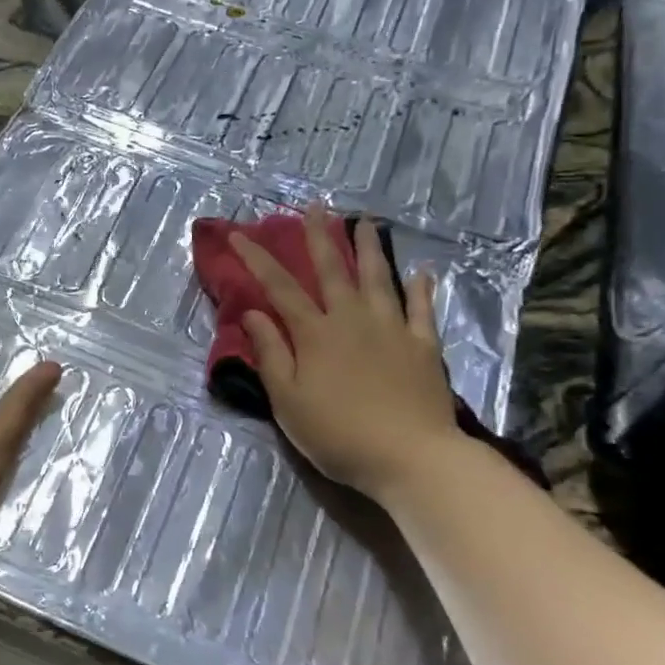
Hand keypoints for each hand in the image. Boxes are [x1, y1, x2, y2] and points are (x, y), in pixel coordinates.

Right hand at [232, 206, 460, 498]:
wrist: (411, 457)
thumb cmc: (339, 434)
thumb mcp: (288, 401)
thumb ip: (271, 354)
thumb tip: (253, 313)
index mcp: (315, 334)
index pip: (280, 288)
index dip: (258, 259)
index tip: (240, 235)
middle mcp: (352, 319)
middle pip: (333, 270)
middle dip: (319, 237)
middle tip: (314, 207)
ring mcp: (393, 329)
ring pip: (378, 278)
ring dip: (368, 248)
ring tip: (364, 222)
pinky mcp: (424, 346)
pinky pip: (422, 309)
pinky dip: (421, 289)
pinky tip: (421, 273)